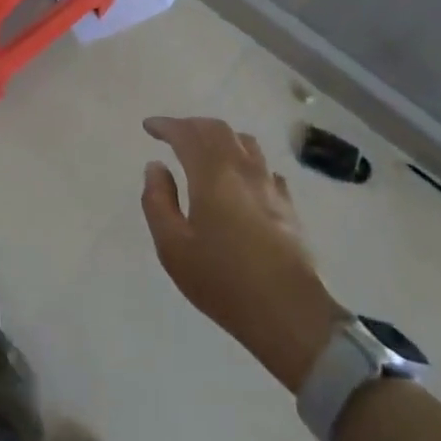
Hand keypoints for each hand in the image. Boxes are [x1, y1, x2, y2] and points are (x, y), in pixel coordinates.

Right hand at [141, 115, 343, 392]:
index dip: (166, 125)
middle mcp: (243, 170)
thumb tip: (156, 167)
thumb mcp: (173, 247)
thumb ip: (158, 201)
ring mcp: (270, 186)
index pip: (187, 134)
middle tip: (173, 134)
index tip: (149, 127)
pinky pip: (264, 167)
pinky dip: (245, 160)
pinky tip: (242, 177)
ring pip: (245, 142)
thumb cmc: (223, 281)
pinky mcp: (288, 206)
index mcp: (212, 174)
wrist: (290, 314)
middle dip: (192, 125)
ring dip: (220, 137)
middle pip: (218, 129)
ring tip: (205, 149)